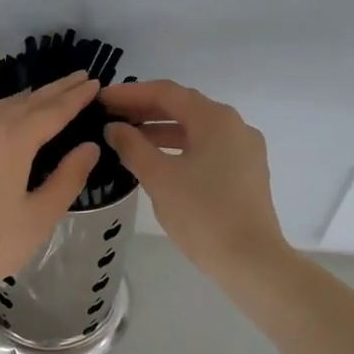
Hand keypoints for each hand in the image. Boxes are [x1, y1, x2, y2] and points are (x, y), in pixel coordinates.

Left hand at [0, 72, 101, 308]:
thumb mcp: (40, 215)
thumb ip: (68, 177)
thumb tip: (89, 146)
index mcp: (12, 142)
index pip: (51, 111)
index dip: (75, 97)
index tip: (95, 82)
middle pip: (26, 102)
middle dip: (55, 89)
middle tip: (80, 77)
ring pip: (2, 107)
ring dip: (29, 97)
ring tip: (50, 94)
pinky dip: (7, 109)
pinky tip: (11, 118)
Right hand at [101, 81, 288, 280]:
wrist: (251, 260)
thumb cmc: (202, 214)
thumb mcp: (159, 178)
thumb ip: (132, 146)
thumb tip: (114, 127)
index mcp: (215, 119)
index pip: (166, 93)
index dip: (130, 93)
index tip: (102, 99)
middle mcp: (234, 125)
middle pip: (183, 107)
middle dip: (145, 110)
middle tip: (110, 116)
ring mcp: (244, 148)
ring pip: (196, 129)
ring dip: (161, 130)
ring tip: (127, 139)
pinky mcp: (246, 171)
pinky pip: (207, 147)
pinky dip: (180, 147)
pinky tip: (157, 160)